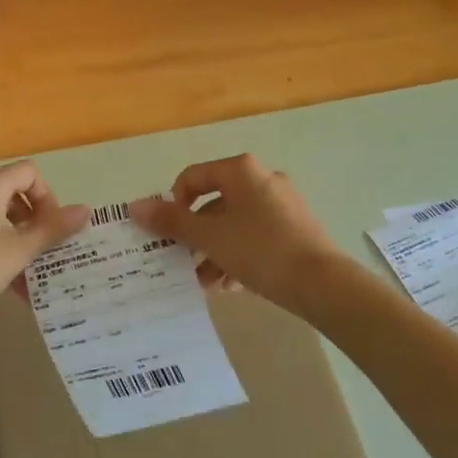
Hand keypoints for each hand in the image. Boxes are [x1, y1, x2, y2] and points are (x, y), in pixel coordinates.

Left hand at [0, 162, 88, 336]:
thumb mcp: (18, 252)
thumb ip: (53, 229)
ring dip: (13, 240)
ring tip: (23, 275)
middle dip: (32, 222)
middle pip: (10, 194)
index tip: (51, 231)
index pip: (29, 173)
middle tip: (41, 254)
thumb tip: (87, 209)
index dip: (48, 197)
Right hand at [130, 154, 345, 314]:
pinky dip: (240, 256)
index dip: (174, 204)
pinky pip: (257, 237)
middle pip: (215, 203)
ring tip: (206, 283)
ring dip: (215, 251)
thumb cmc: (259, 250)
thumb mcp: (209, 236)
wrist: (323, 284)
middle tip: (183, 262)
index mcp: (241, 171)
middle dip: (196, 236)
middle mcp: (262, 179)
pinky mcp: (296, 228)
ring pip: (236, 224)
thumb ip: (171, 221)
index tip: (169, 234)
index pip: (192, 177)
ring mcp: (283, 204)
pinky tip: (233, 286)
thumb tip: (134, 206)